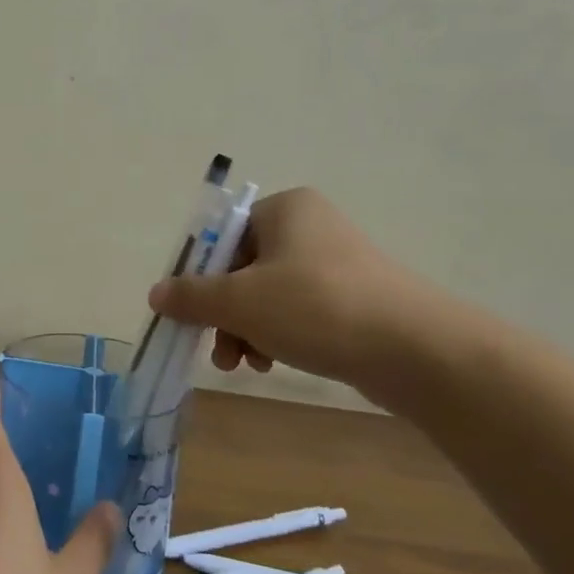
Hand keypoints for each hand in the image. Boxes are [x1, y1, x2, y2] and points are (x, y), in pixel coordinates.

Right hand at [148, 187, 450, 390]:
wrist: (416, 349)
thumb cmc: (317, 308)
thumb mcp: (240, 302)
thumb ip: (191, 296)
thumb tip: (156, 293)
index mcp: (285, 209)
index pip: (222, 238)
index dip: (199, 278)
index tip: (191, 316)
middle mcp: (311, 226)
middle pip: (244, 269)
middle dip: (225, 314)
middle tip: (219, 353)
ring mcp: (338, 262)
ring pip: (270, 294)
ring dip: (248, 329)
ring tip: (247, 364)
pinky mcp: (356, 297)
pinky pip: (301, 311)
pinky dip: (281, 334)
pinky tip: (276, 363)